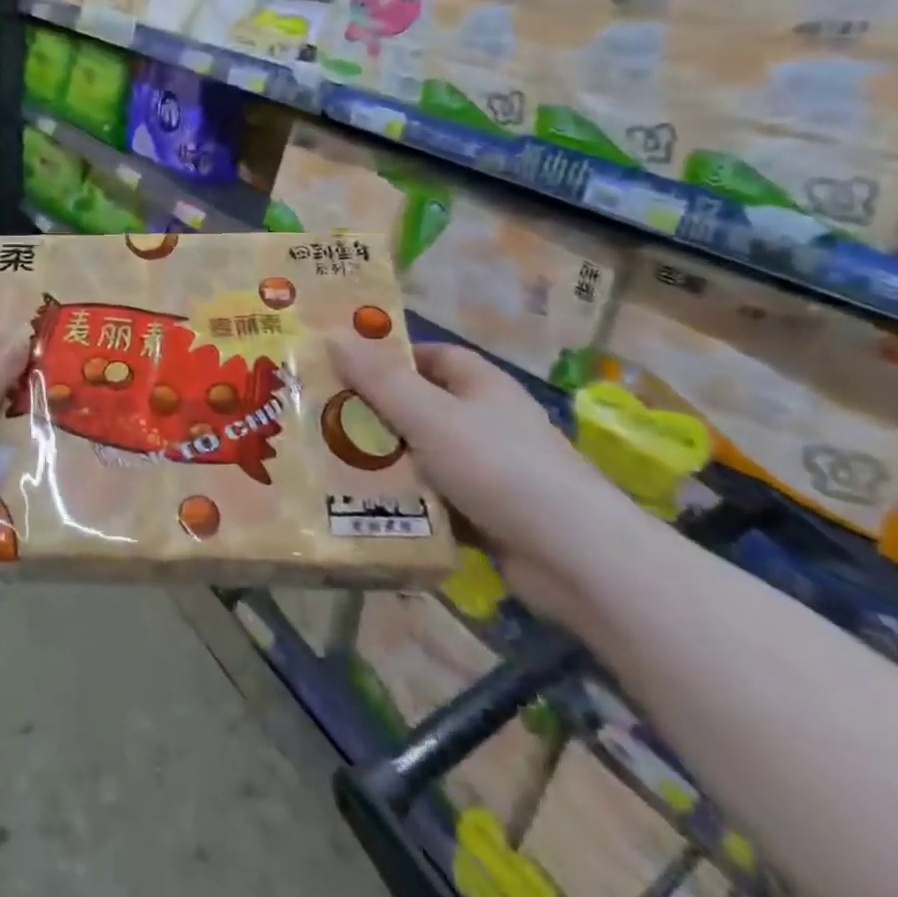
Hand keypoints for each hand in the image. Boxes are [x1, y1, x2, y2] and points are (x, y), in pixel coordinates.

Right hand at [329, 338, 644, 624]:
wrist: (576, 560)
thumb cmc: (499, 467)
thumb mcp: (429, 416)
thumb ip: (378, 379)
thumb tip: (331, 335)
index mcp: (480, 386)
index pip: (429, 357)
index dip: (387, 358)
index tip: (342, 369)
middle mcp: (486, 421)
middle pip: (419, 407)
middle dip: (374, 414)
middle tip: (321, 418)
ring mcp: (489, 470)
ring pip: (422, 455)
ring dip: (385, 462)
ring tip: (329, 464)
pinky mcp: (487, 515)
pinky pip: (434, 498)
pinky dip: (406, 502)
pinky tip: (366, 508)